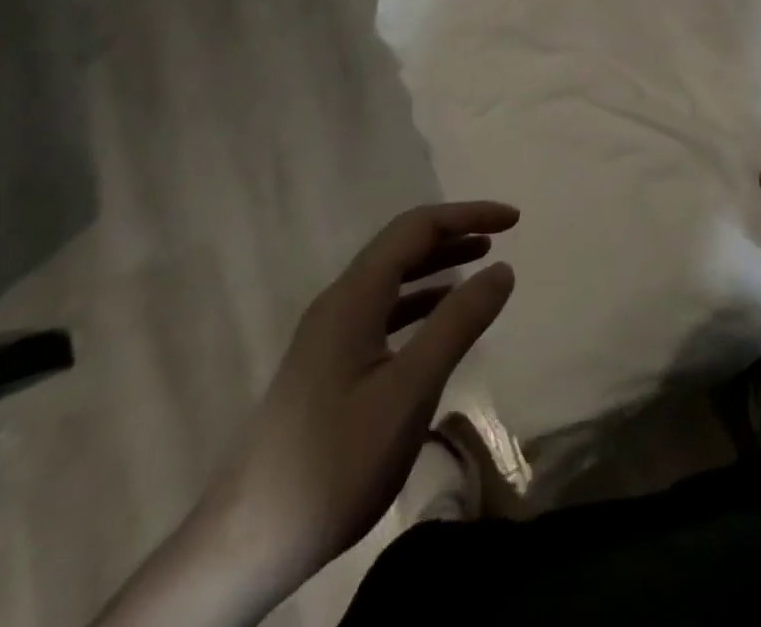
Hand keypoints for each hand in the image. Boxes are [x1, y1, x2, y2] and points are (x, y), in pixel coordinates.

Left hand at [181, 202, 517, 619]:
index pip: (416, 229)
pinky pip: (384, 310)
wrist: (246, 546)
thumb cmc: (334, 462)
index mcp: (353, 298)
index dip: (466, 214)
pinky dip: (421, 299)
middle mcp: (339, 304)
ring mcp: (330, 336)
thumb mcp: (408, 391)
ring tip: (482, 260)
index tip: (514, 220)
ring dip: (438, 263)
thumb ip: (457, 323)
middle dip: (454, 231)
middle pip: (401, 246)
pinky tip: (441, 318)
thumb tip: (503, 268)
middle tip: (503, 233)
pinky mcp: (330, 366)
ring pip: (392, 278)